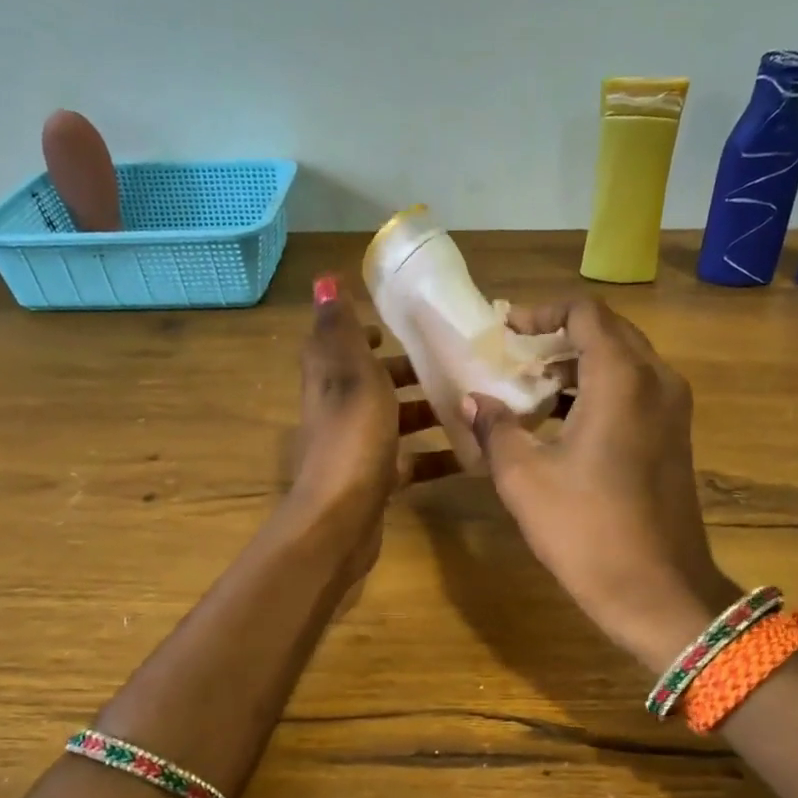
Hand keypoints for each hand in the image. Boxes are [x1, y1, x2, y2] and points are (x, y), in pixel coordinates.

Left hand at [287, 275, 456, 578]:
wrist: (340, 518)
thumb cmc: (352, 436)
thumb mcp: (351, 372)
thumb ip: (342, 328)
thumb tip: (323, 278)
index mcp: (330, 377)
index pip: (342, 342)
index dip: (367, 329)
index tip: (404, 324)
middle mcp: (340, 409)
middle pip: (376, 381)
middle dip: (411, 370)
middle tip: (455, 361)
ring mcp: (358, 447)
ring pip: (396, 421)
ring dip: (429, 412)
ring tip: (474, 402)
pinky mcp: (377, 480)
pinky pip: (411, 461)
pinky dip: (437, 456)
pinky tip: (472, 455)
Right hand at [464, 298, 736, 673]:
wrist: (659, 592)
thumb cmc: (587, 530)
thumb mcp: (524, 478)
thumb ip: (495, 429)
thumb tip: (473, 401)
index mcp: (622, 379)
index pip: (585, 313)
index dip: (542, 313)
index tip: (507, 330)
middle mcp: (656, 381)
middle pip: (609, 332)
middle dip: (559, 336)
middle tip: (514, 354)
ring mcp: (673, 410)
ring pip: (625, 362)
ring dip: (578, 365)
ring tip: (530, 387)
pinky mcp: (675, 438)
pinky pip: (636, 391)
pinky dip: (599, 390)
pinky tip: (562, 421)